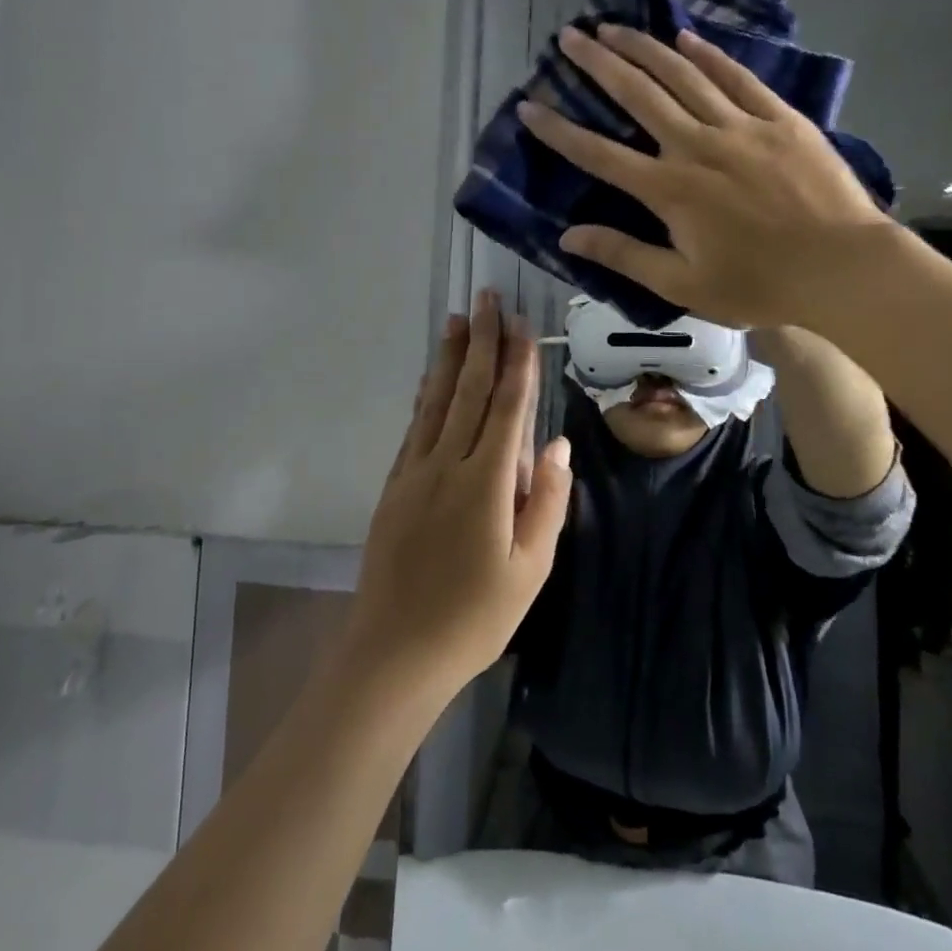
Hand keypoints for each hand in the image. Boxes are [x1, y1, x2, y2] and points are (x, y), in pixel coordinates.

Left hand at [344, 291, 571, 697]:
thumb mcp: (530, 570)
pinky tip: (430, 380)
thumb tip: (557, 444)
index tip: (520, 324)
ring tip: (455, 321)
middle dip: (481, 342)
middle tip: (485, 299)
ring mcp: (414, 473)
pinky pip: (414, 428)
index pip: (506, 409)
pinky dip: (425, 396)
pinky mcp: (394, 487)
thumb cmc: (474, 618)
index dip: (516, 364)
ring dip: (448, 359)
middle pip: (468, 392)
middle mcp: (446, 465)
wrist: (394, 651)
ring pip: (435, 402)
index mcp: (485, 483)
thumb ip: (546, 502)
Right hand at [516, 24, 897, 328]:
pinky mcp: (779, 118)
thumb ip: (625, 255)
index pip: (600, 154)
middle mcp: (697, 145)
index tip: (530, 107)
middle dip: (598, 64)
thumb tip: (568, 235)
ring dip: (644, 48)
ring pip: (683, 75)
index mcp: (670, 190)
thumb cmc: (759, 285)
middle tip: (570, 37)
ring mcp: (741, 125)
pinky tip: (686, 37)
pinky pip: (737, 77)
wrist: (843, 268)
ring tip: (614, 26)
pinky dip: (708, 54)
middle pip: (638, 95)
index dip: (560, 131)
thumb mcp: (683, 284)